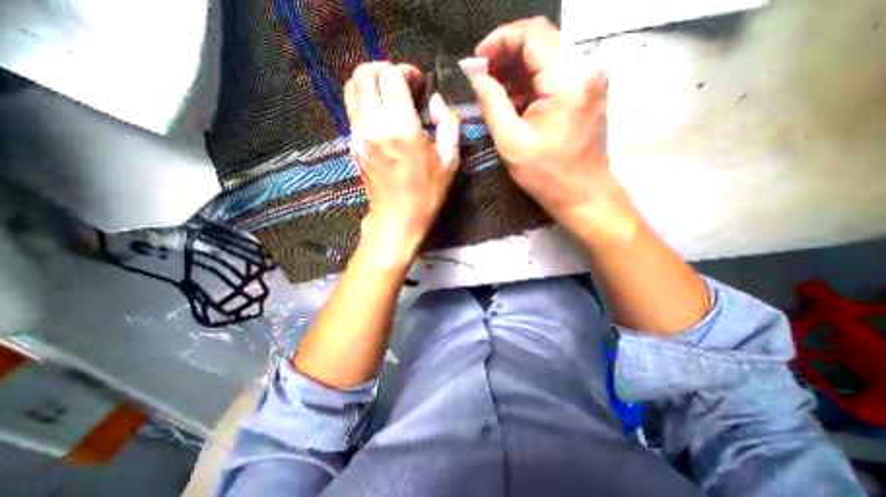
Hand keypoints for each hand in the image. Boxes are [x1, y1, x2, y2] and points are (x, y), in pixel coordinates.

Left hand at [343, 61, 459, 259]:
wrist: (397, 218)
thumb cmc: (427, 193)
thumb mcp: (450, 160)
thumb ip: (448, 122)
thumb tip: (436, 100)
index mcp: (400, 126)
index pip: (391, 76)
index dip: (406, 72)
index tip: (418, 84)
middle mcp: (373, 124)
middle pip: (364, 74)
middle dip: (384, 70)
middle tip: (401, 83)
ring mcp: (358, 134)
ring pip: (351, 89)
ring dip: (370, 83)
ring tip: (388, 95)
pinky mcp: (353, 145)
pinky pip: (351, 110)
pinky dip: (363, 100)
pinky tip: (381, 114)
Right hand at [464, 17, 616, 233]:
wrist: (583, 194)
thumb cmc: (547, 175)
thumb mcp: (512, 142)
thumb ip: (492, 104)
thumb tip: (477, 76)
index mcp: (568, 78)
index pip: (532, 35)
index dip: (500, 40)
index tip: (477, 59)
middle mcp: (584, 69)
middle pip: (541, 42)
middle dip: (506, 55)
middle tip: (481, 76)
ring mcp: (588, 81)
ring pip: (546, 59)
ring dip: (516, 71)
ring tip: (492, 91)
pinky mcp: (585, 94)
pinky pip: (553, 77)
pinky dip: (529, 85)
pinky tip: (512, 101)